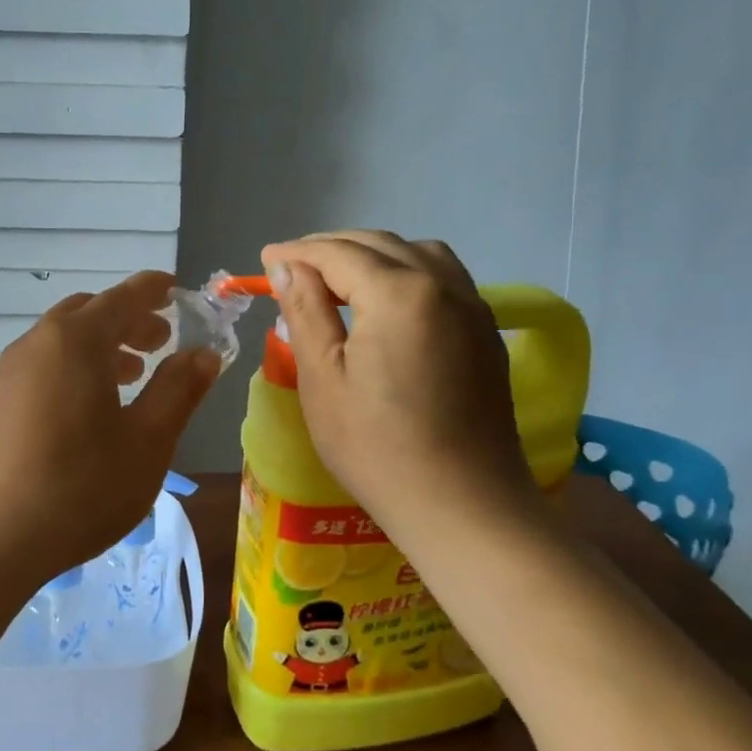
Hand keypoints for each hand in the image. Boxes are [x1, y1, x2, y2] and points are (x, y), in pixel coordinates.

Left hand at [0, 272, 220, 591]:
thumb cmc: (80, 488)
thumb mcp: (147, 442)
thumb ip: (179, 390)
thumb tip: (204, 352)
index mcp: (76, 341)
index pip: (124, 296)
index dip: (155, 289)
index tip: (178, 290)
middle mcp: (37, 343)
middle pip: (89, 312)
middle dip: (129, 319)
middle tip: (161, 342)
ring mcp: (8, 372)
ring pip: (63, 339)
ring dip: (101, 345)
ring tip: (131, 375)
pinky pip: (42, 364)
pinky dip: (73, 366)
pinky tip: (88, 409)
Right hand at [260, 232, 541, 538]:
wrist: (462, 505)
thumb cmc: (377, 447)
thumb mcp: (323, 378)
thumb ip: (305, 311)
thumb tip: (287, 265)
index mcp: (399, 293)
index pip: (338, 253)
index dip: (297, 252)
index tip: (265, 258)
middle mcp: (443, 285)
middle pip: (379, 244)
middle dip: (331, 247)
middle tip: (292, 266)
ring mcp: (473, 307)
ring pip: (418, 253)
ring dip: (374, 254)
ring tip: (340, 278)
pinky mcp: (486, 332)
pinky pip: (444, 278)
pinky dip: (407, 272)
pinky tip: (387, 301)